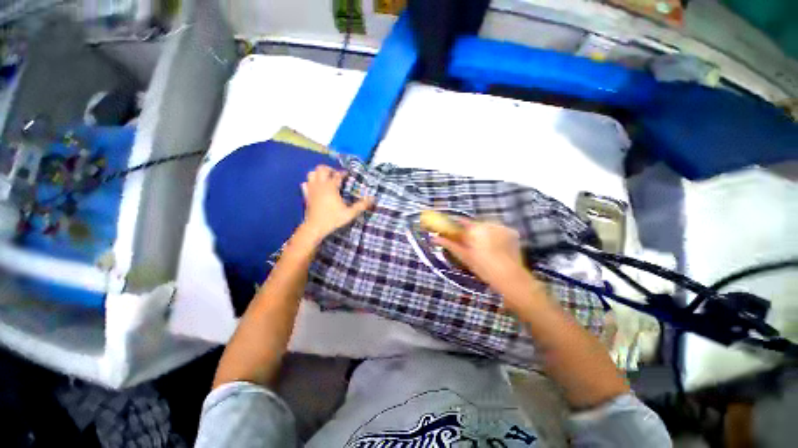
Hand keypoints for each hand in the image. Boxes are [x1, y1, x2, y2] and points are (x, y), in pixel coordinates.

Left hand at [299, 165, 373, 240]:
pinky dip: (310, 183)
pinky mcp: (306, 195)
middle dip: (329, 169)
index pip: (337, 175)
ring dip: (319, 174)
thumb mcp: (350, 213)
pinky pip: (305, 184)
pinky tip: (316, 188)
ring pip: (311, 173)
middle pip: (321, 169)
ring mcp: (311, 189)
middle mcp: (320, 185)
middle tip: (336, 175)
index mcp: (331, 187)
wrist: (315, 227)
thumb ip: (361, 205)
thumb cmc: (333, 219)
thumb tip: (373, 198)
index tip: (348, 175)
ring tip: (326, 179)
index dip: (343, 173)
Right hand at [434, 220, 527, 287]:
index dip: (455, 223)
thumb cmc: (484, 267)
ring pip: (486, 226)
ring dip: (483, 233)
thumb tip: (435, 238)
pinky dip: (495, 235)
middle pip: (475, 224)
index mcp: (475, 229)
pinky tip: (495, 246)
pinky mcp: (511, 231)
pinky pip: (498, 230)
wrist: (510, 277)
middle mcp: (488, 223)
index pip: (461, 221)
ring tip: (484, 247)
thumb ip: (449, 244)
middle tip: (468, 242)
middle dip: (470, 231)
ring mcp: (501, 226)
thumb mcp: (464, 256)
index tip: (451, 227)